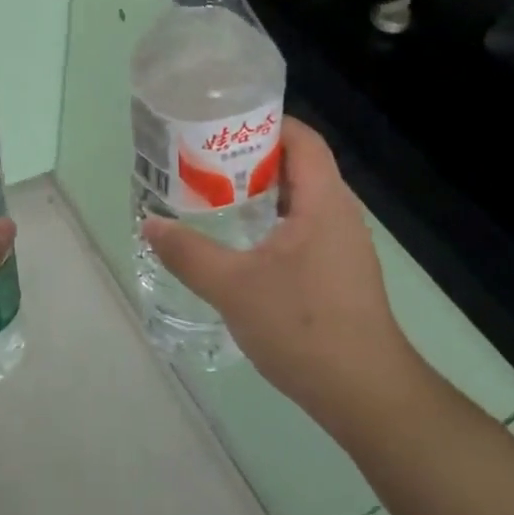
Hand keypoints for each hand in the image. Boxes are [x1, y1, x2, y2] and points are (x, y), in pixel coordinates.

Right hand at [142, 117, 422, 434]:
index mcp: (324, 202)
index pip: (302, 139)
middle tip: (203, 161)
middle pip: (298, 165)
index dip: (265, 122)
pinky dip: (271, 222)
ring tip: (213, 195)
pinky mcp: (339, 272)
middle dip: (252, 157)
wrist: (364, 393)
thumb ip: (188, 253)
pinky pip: (303, 227)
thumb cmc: (302, 326)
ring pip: (299, 200)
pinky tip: (240, 243)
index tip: (220, 125)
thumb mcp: (233, 287)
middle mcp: (340, 214)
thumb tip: (150, 224)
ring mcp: (343, 245)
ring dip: (260, 192)